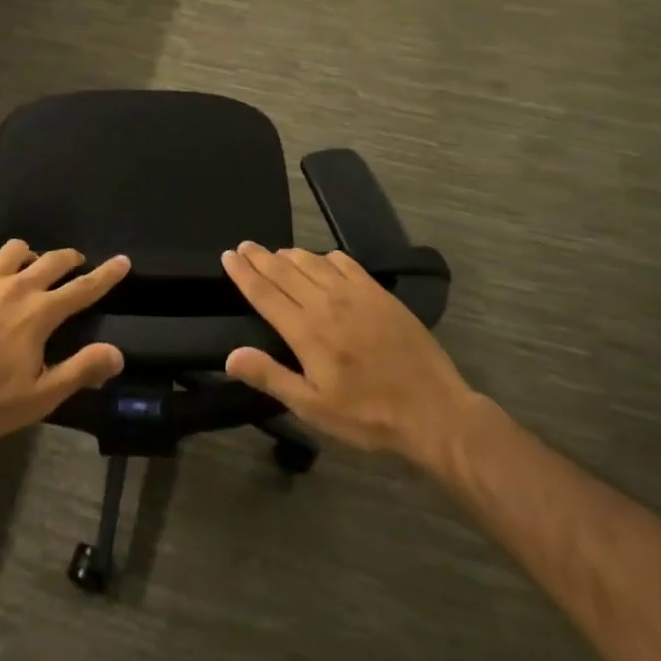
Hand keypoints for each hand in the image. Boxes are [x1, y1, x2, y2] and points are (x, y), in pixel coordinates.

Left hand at [0, 241, 127, 445]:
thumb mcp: (40, 397)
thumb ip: (80, 370)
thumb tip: (118, 353)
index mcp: (40, 314)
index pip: (84, 288)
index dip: (107, 274)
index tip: (123, 260)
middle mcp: (16, 286)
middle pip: (53, 260)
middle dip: (70, 258)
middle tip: (75, 265)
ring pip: (14, 248)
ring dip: (29, 254)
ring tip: (29, 267)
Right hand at [220, 243, 481, 473]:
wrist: (433, 410)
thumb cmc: (367, 415)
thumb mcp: (313, 407)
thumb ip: (271, 377)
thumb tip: (230, 356)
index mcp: (305, 331)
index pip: (264, 293)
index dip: (243, 273)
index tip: (228, 256)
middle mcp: (325, 303)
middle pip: (283, 270)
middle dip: (260, 257)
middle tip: (244, 245)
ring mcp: (355, 294)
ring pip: (312, 262)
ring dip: (289, 254)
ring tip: (275, 253)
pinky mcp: (379, 294)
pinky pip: (345, 263)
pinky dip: (326, 257)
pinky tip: (323, 260)